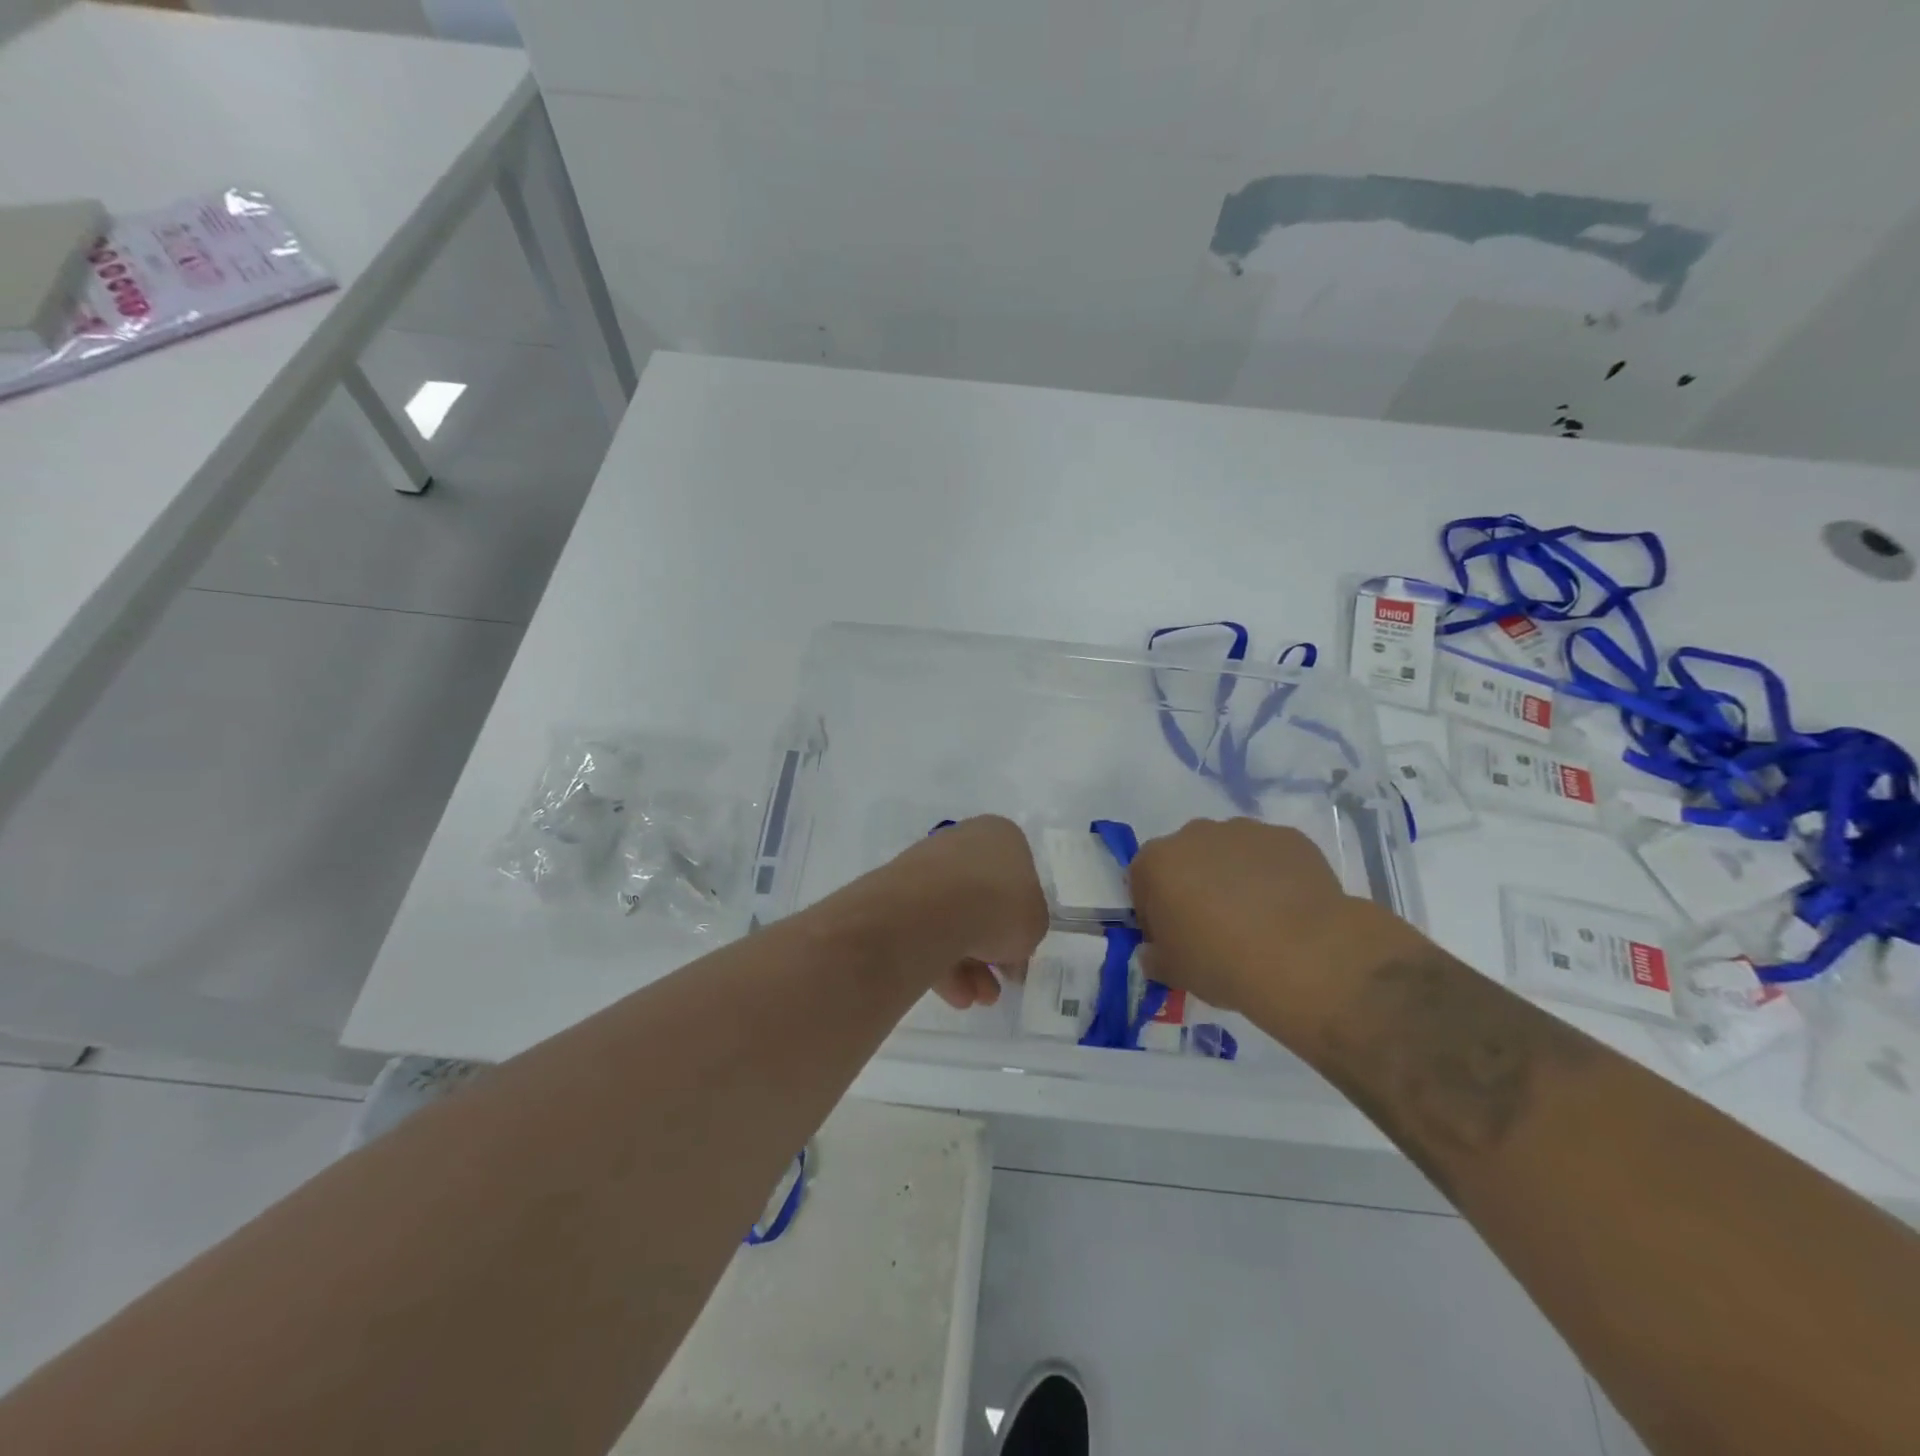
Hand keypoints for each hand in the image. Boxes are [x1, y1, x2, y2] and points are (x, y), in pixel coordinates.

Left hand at [881, 816, 1047, 1009]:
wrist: (933, 909)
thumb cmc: (999, 905)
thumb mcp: (1035, 923)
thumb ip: (1028, 928)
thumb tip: (1009, 944)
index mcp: (1000, 835)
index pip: (1018, 876)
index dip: (1022, 917)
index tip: (1021, 949)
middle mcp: (962, 842)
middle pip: (983, 899)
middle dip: (991, 948)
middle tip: (998, 983)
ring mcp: (926, 866)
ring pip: (953, 918)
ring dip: (968, 964)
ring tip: (975, 999)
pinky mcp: (897, 893)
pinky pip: (925, 929)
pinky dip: (940, 961)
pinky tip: (953, 995)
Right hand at [1129, 818, 1386, 1015]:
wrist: (1304, 955)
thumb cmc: (1221, 961)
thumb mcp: (1173, 972)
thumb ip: (1154, 957)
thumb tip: (1154, 952)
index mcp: (1158, 861)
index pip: (1141, 880)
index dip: (1153, 911)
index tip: (1171, 938)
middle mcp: (1196, 834)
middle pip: (1186, 858)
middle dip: (1193, 886)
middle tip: (1213, 928)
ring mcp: (1245, 831)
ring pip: (1229, 853)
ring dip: (1233, 878)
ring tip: (1256, 920)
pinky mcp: (1288, 837)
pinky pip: (1270, 857)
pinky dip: (1272, 876)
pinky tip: (1286, 911)